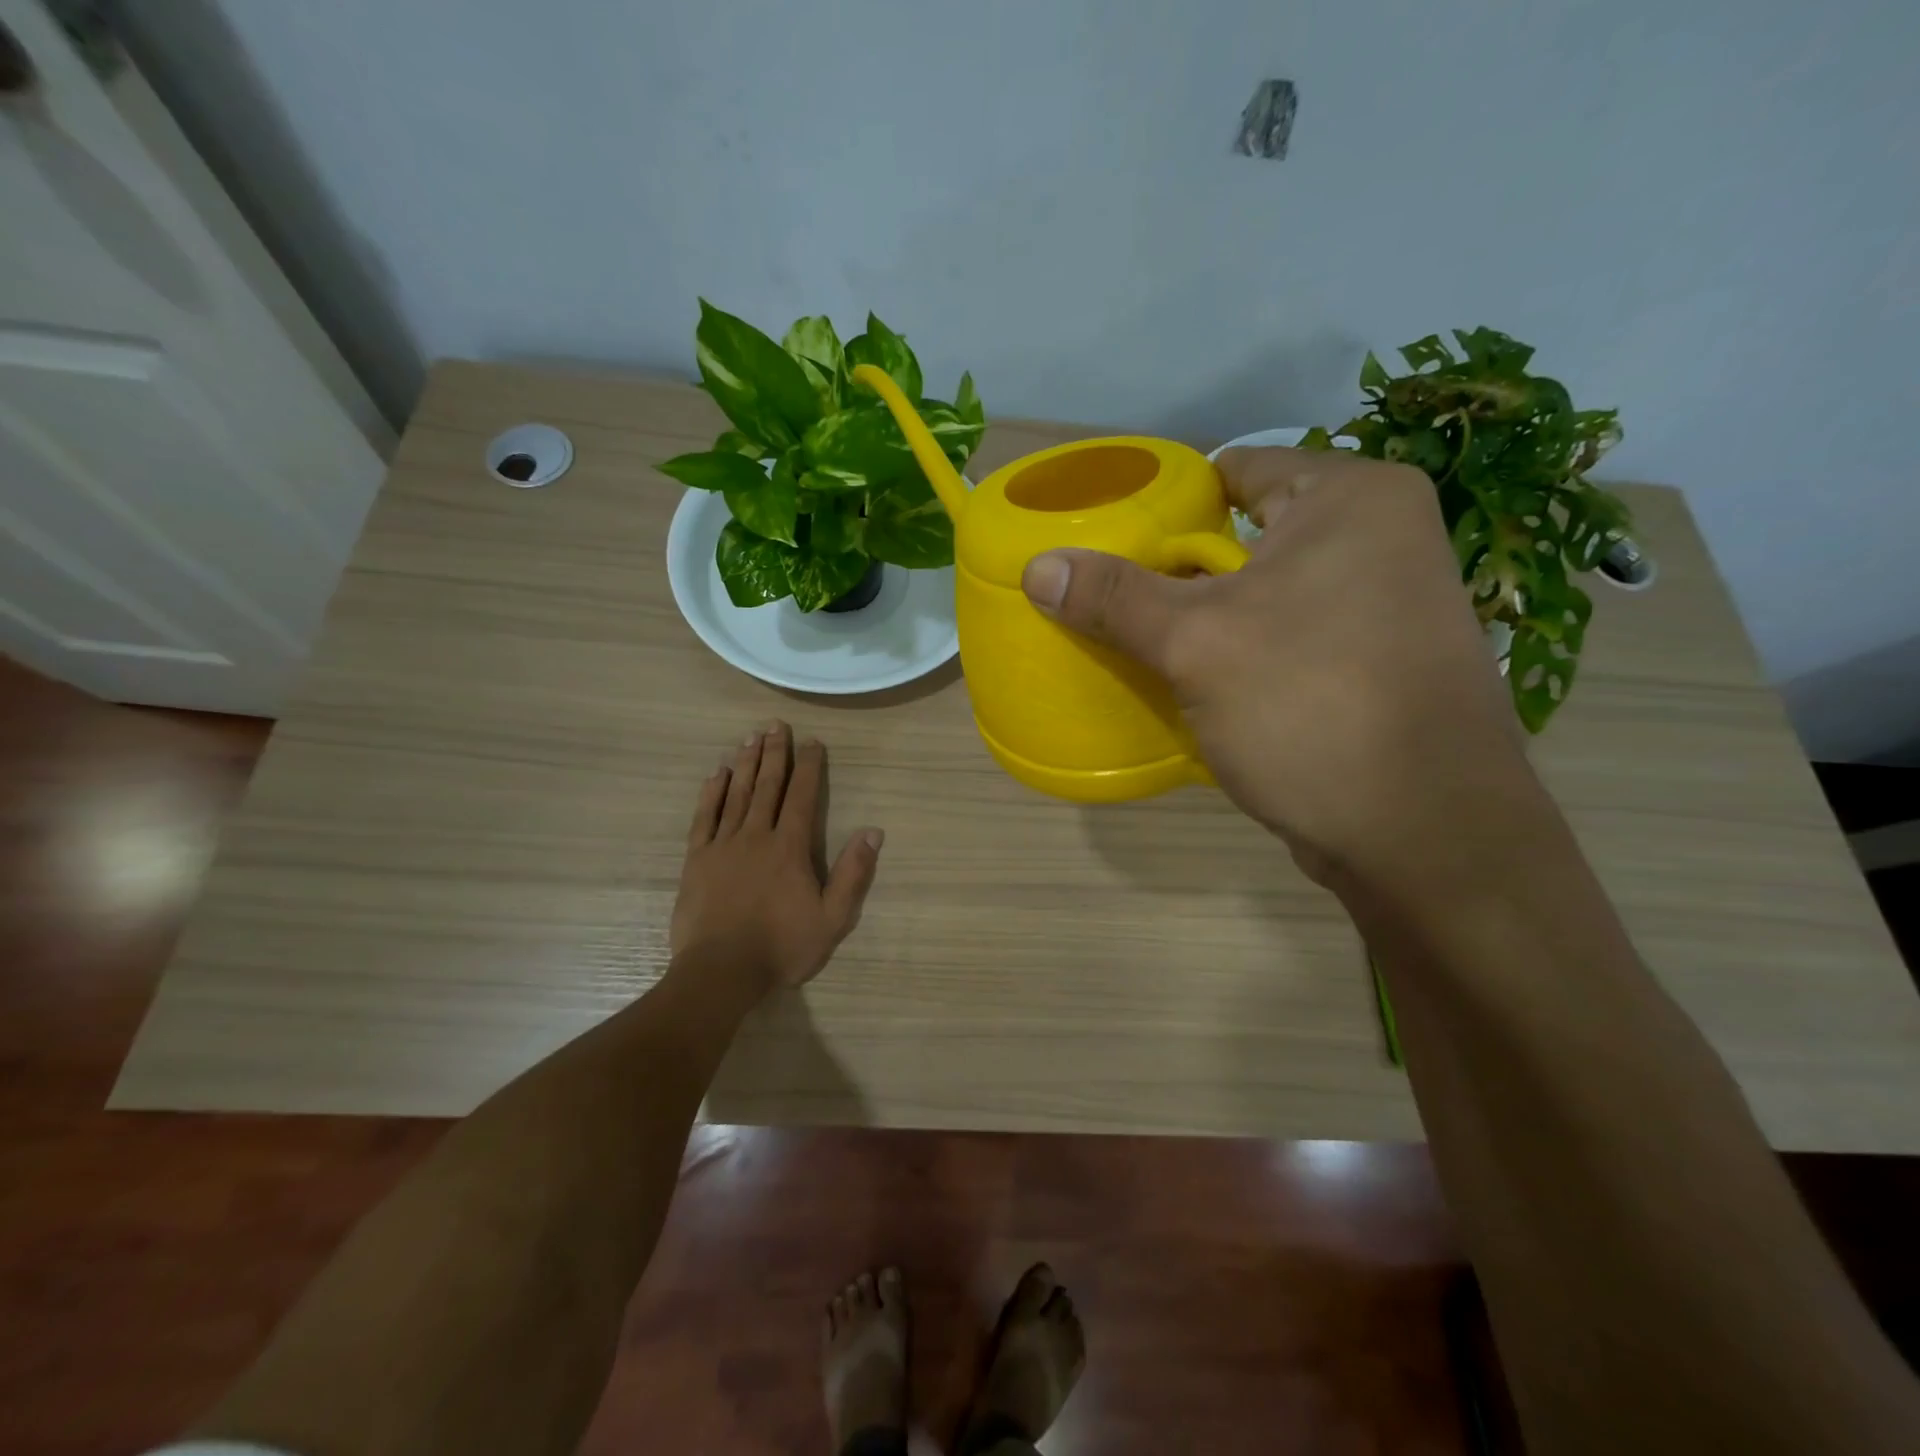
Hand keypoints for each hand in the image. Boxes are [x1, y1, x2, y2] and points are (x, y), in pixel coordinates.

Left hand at [671, 722, 883, 994]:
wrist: (721, 972)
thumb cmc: (782, 947)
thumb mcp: (833, 918)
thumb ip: (853, 873)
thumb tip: (873, 831)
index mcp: (790, 848)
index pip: (802, 796)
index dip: (809, 766)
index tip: (813, 741)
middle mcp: (756, 836)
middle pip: (768, 786)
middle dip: (774, 753)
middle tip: (775, 724)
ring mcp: (723, 846)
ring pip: (737, 794)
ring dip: (746, 764)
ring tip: (750, 737)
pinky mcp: (697, 860)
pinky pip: (704, 817)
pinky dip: (712, 793)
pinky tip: (717, 774)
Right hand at [1020, 446, 1536, 886]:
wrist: (1425, 836)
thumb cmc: (1311, 707)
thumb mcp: (1196, 644)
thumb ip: (1114, 598)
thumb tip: (1038, 567)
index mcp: (1352, 499)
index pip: (1234, 470)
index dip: (1165, 504)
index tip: (1110, 543)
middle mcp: (1382, 537)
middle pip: (1246, 536)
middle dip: (1178, 572)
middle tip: (1113, 601)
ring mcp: (1387, 606)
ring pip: (1266, 595)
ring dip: (1207, 619)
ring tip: (1141, 643)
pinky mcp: (1379, 665)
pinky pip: (1289, 639)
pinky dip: (1242, 654)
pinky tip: (1195, 685)